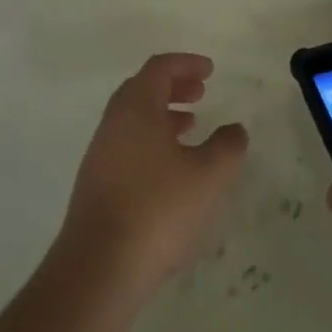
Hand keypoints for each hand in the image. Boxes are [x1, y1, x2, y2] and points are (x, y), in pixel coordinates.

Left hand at [58, 53, 248, 302]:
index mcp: (136, 107)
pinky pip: (127, 145)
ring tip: (190, 127)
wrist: (99, 267)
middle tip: (200, 93)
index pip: (159, 68)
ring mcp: (100, 154)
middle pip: (142, 89)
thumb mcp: (208, 176)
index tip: (209, 70)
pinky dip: (151, 141)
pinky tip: (170, 169)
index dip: (186, 64)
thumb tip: (235, 130)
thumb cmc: (158, 208)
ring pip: (133, 119)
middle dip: (173, 86)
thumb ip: (227, 147)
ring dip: (162, 115)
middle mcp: (113, 122)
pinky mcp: (96, 184)